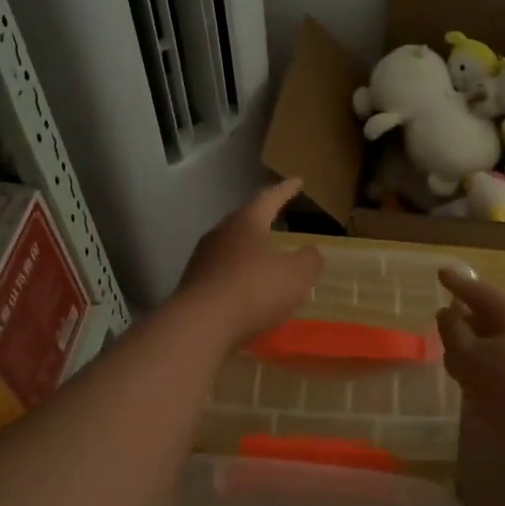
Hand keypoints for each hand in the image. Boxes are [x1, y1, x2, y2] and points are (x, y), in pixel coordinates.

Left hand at [177, 178, 322, 346]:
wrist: (201, 325)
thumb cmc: (254, 289)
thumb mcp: (297, 275)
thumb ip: (309, 260)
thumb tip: (311, 252)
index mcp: (246, 222)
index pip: (269, 198)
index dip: (285, 190)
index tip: (297, 181)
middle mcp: (220, 234)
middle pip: (243, 220)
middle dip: (260, 219)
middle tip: (275, 216)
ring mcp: (202, 260)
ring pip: (230, 247)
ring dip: (247, 250)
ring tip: (262, 257)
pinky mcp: (193, 286)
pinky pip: (221, 274)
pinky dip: (237, 277)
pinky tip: (246, 290)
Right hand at [436, 267, 504, 440]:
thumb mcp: (471, 358)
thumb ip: (453, 332)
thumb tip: (446, 312)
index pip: (478, 291)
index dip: (457, 283)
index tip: (441, 274)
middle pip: (489, 317)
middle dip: (465, 319)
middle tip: (443, 322)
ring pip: (496, 344)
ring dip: (474, 348)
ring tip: (454, 359)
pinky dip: (486, 370)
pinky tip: (476, 388)